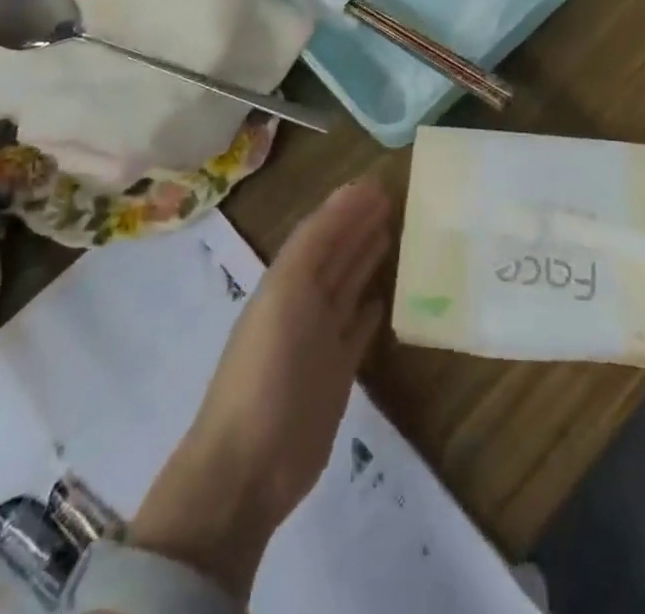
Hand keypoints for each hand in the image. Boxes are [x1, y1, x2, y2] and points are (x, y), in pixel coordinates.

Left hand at [129, 178, 391, 599]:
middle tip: (394, 197)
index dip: (346, 205)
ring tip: (393, 230)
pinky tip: (385, 296)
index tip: (378, 180)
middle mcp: (303, 303)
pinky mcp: (336, 373)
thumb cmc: (268, 365)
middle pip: (336, 253)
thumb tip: (352, 191)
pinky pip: (358, 329)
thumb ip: (318, 240)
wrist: (249, 463)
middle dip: (360, 224)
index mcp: (287, 280)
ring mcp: (320, 339)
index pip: (321, 230)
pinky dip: (370, 309)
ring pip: (348, 286)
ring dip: (366, 258)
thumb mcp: (289, 290)